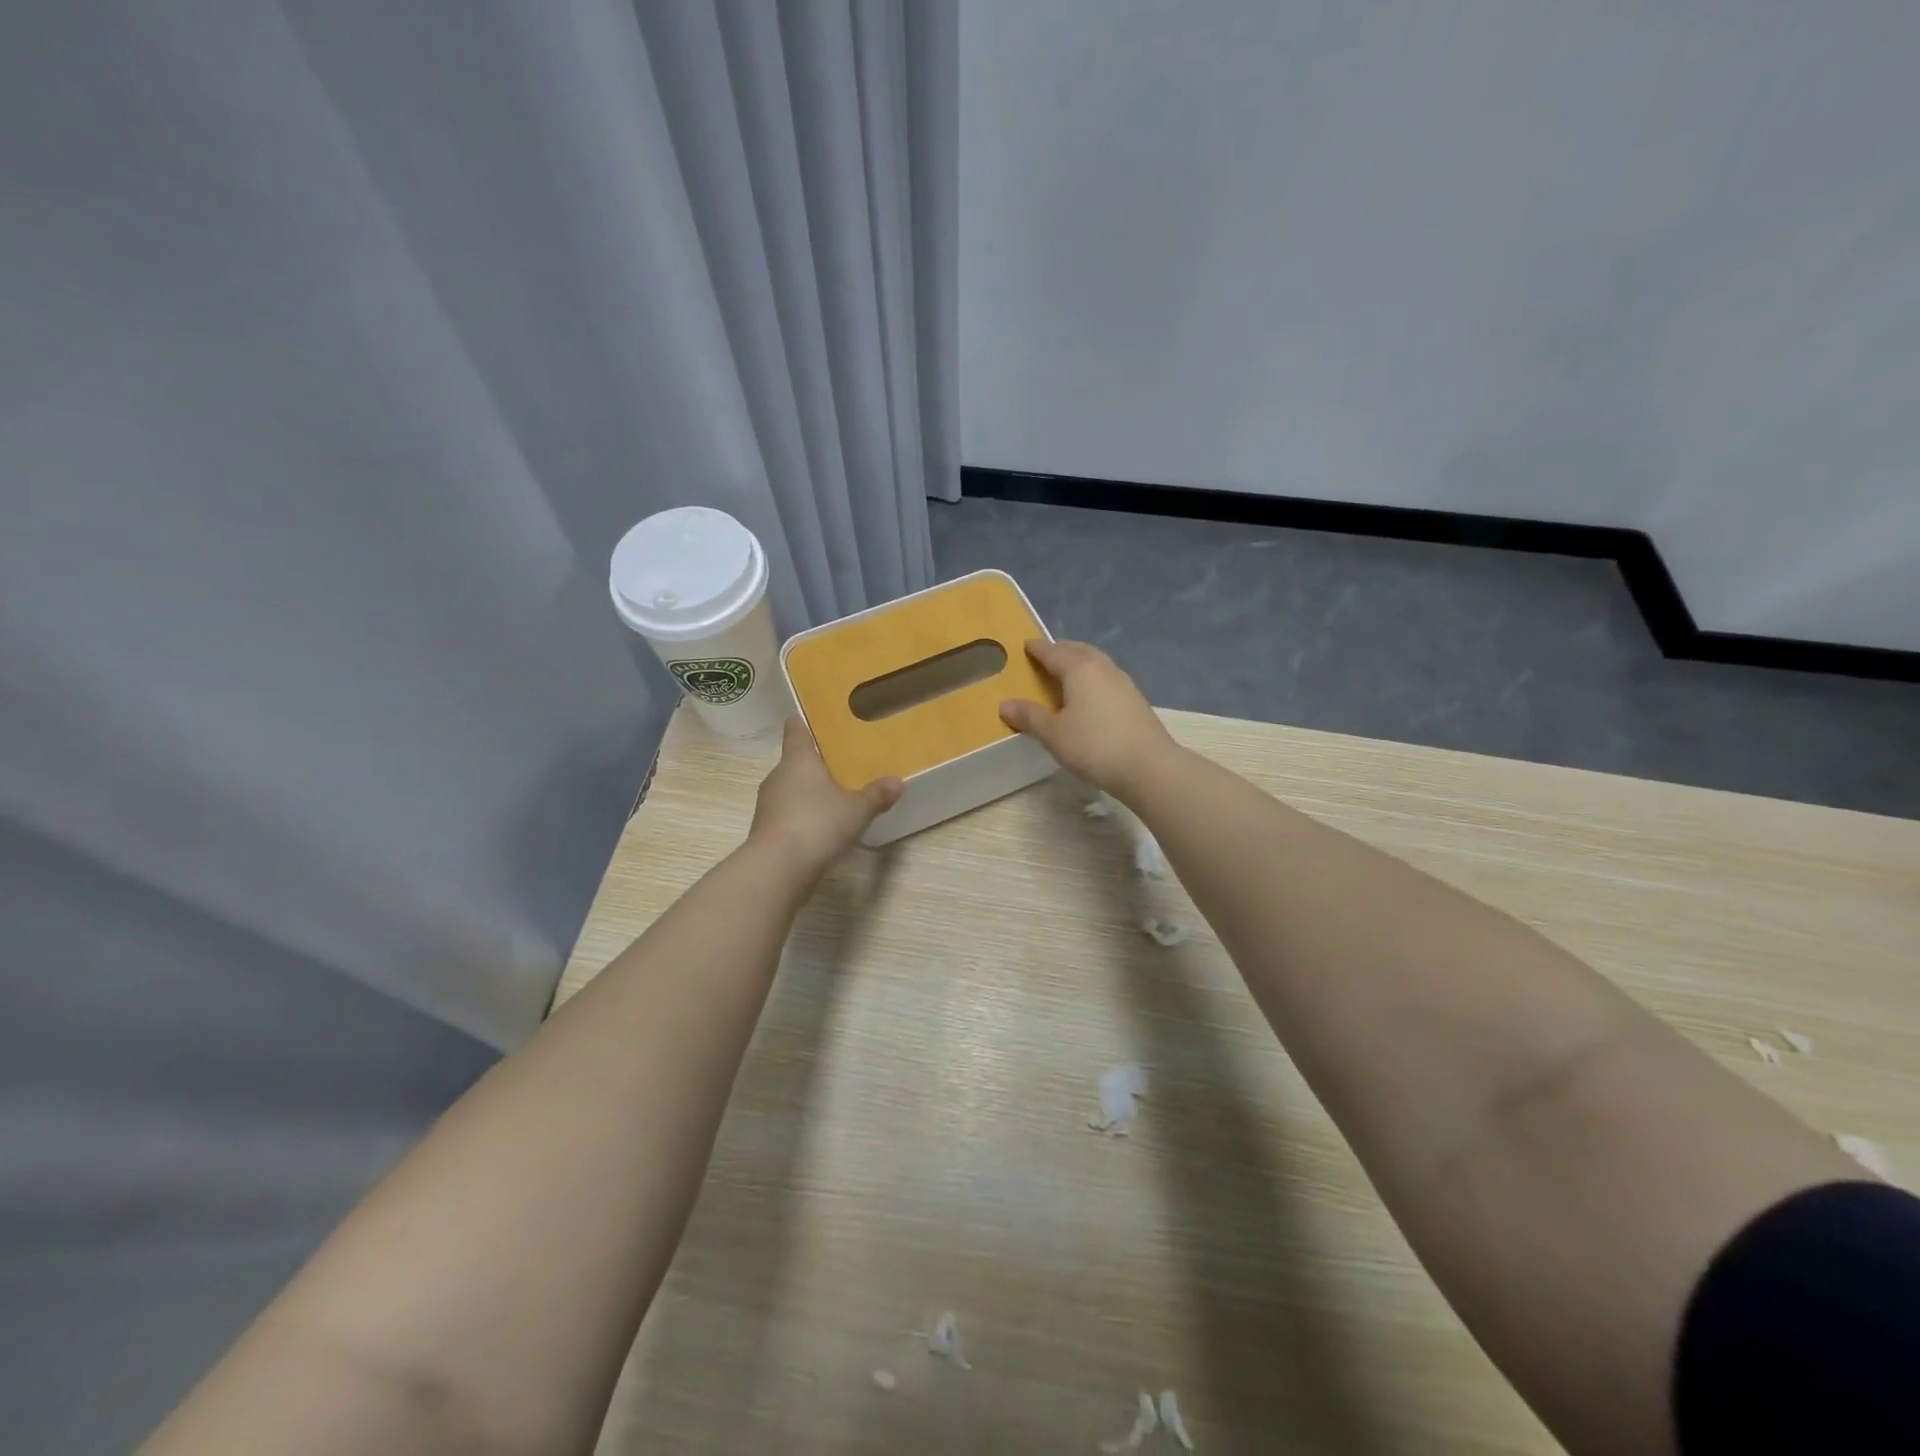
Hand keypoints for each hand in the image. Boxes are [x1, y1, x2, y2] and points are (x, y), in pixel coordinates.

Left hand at [748, 718, 902, 878]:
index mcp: (798, 760)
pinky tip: (822, 828)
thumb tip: (897, 781)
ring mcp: (767, 805)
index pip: (795, 729)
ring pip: (790, 790)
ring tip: (834, 798)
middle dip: (814, 763)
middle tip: (840, 764)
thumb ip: (876, 795)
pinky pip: (787, 815)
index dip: (803, 722)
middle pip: (794, 761)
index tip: (813, 719)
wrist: (777, 869)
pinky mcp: (766, 831)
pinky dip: (802, 817)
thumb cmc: (817, 824)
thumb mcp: (857, 810)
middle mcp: (778, 776)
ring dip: (808, 793)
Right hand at [999, 639, 1178, 797]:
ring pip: (1097, 663)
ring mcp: (1124, 683)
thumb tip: (1004, 704)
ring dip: (1080, 662)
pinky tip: (1090, 695)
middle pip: (1079, 651)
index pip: (1054, 652)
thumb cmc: (1094, 746)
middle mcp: (1103, 669)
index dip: (1038, 649)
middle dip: (1061, 650)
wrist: (1148, 767)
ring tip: (1067, 673)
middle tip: (1046, 655)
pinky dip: (1093, 678)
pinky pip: (1107, 679)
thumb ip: (1030, 716)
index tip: (1026, 644)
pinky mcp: (1135, 700)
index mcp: (1080, 669)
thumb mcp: (1054, 734)